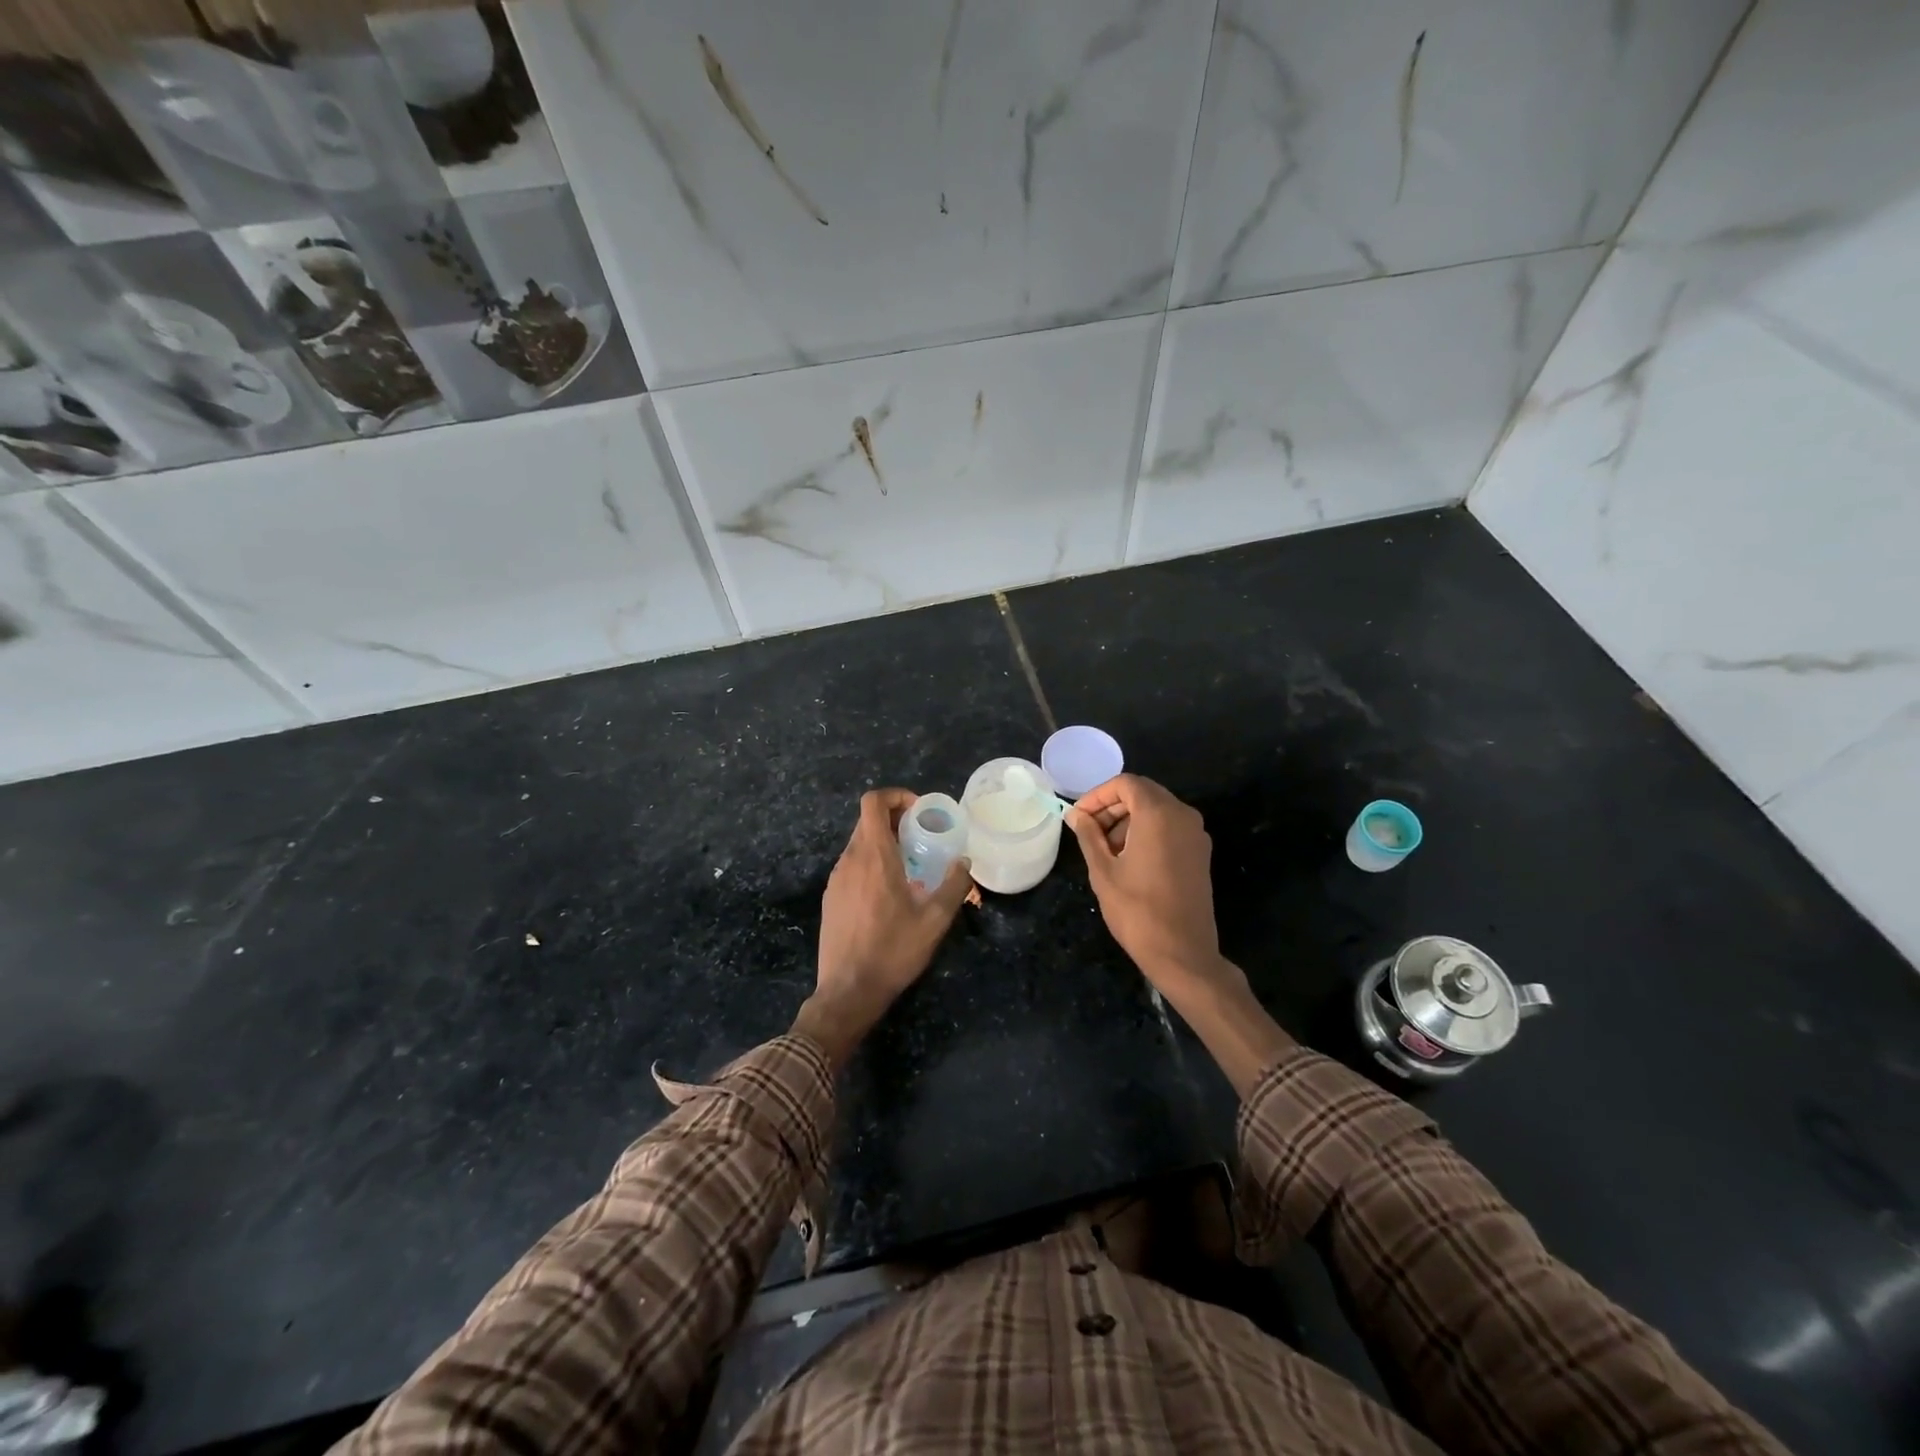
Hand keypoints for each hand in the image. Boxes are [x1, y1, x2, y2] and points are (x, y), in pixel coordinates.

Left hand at [794, 788, 972, 1067]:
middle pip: (868, 821)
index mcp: (873, 856)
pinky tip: (889, 893)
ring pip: (859, 844)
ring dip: (884, 843)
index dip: (896, 796)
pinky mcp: (830, 897)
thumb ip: (953, 885)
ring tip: (911, 866)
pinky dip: (871, 863)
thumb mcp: (935, 920)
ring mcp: (836, 879)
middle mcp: (850, 860)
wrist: (848, 991)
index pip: (873, 802)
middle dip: (896, 820)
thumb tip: (963, 862)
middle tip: (923, 837)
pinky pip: (852, 866)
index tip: (920, 812)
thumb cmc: (893, 951)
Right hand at [1065, 775, 1242, 1001]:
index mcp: (1159, 814)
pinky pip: (1169, 828)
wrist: (1183, 954)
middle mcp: (1183, 816)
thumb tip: (1076, 815)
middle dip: (1111, 807)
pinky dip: (1146, 833)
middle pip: (1142, 793)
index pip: (1125, 784)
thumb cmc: (1137, 910)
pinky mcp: (1199, 854)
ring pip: (1157, 810)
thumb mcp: (1103, 871)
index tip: (1078, 818)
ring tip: (1104, 850)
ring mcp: (1196, 835)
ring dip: (1128, 821)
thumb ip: (1089, 835)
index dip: (1097, 795)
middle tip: (1087, 832)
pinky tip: (1127, 860)